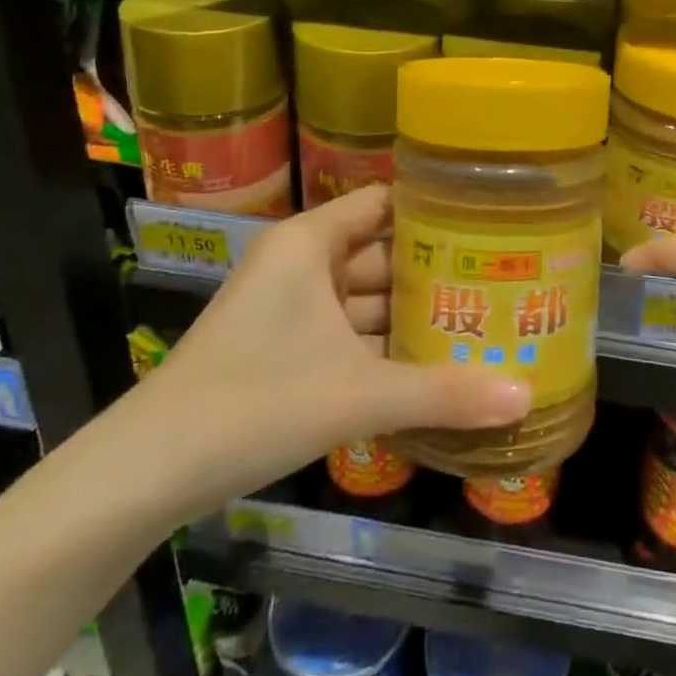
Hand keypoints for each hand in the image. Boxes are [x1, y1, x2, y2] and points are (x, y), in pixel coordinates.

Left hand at [125, 186, 529, 522]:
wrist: (149, 472)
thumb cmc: (254, 402)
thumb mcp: (357, 395)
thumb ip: (443, 393)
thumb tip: (526, 395)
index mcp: (310, 244)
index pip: (384, 203)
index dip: (435, 208)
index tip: (492, 220)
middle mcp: (301, 264)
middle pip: (382, 254)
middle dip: (436, 273)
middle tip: (504, 281)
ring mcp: (291, 308)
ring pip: (367, 300)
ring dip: (413, 316)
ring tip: (484, 322)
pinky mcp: (285, 349)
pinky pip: (349, 335)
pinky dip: (385, 349)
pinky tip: (434, 366)